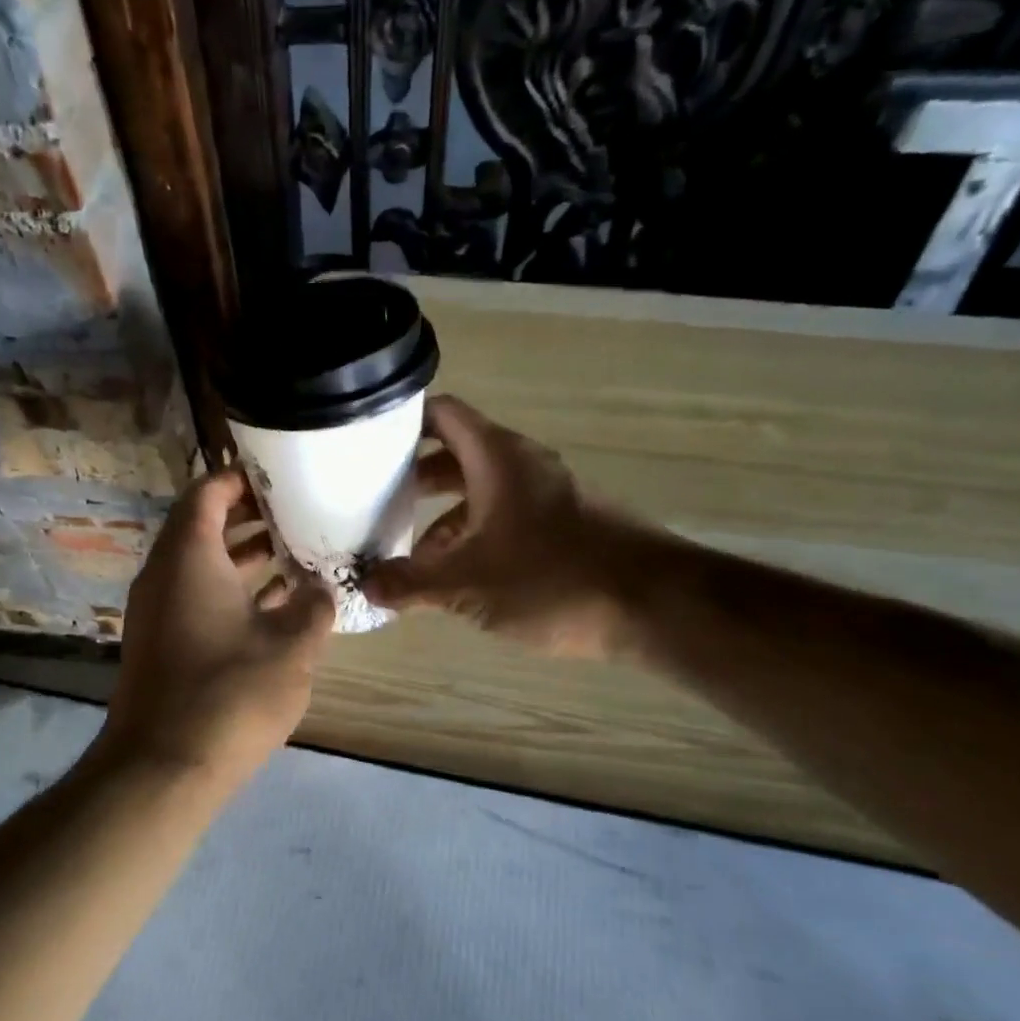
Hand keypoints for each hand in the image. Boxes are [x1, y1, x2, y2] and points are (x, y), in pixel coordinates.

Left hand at [96, 466, 335, 788]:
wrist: (163, 767)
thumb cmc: (230, 693)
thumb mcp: (292, 647)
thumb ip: (314, 607)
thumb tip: (321, 589)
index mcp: (188, 556)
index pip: (208, 492)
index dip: (242, 479)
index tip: (282, 477)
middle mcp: (164, 573)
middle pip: (202, 525)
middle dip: (250, 517)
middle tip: (298, 512)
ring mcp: (156, 610)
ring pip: (200, 564)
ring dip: (243, 556)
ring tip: (294, 552)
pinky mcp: (159, 643)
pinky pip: (195, 596)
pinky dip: (230, 590)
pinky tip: (274, 606)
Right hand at [360, 395, 686, 658]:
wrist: (654, 606)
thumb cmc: (551, 578)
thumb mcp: (466, 585)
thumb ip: (411, 584)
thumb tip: (366, 586)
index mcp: (497, 459)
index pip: (442, 414)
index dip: (402, 421)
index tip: (365, 443)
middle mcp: (522, 466)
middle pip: (456, 455)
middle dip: (414, 479)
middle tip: (374, 502)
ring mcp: (548, 496)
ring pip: (480, 492)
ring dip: (443, 518)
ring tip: (409, 555)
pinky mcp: (564, 527)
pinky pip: (505, 518)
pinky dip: (475, 537)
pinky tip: (458, 578)